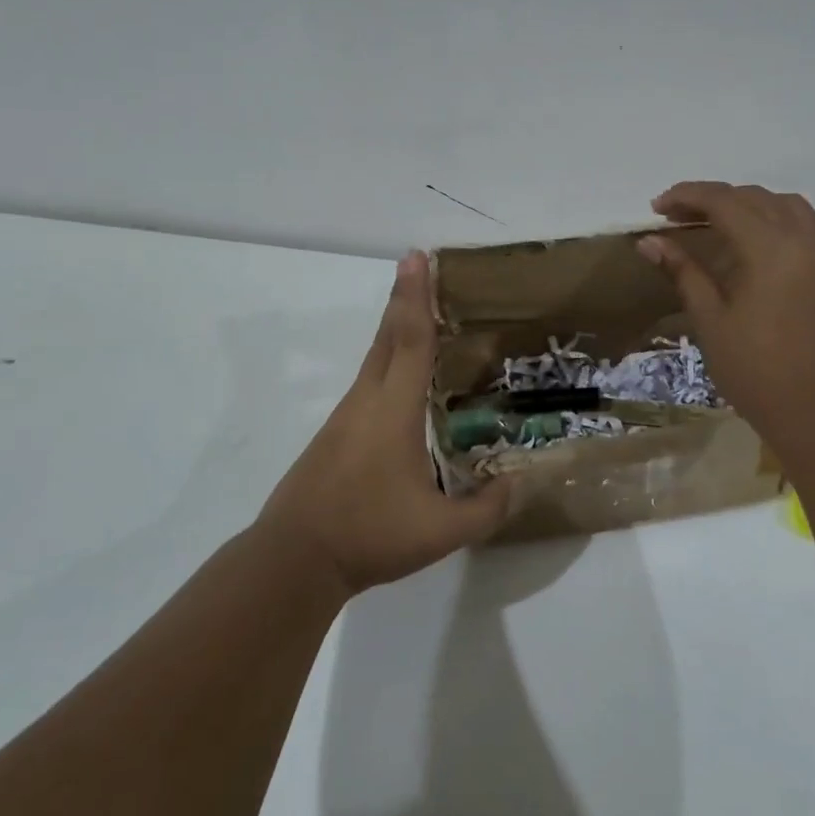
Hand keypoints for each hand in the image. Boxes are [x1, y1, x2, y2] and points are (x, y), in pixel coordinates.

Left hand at [256, 251, 509, 596]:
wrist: (294, 558)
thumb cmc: (369, 534)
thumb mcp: (441, 532)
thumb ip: (487, 509)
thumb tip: (520, 484)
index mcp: (393, 410)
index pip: (411, 341)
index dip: (416, 297)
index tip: (417, 257)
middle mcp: (367, 401)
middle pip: (388, 336)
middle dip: (404, 297)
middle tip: (419, 264)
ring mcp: (346, 416)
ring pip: (375, 357)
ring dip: (395, 326)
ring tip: (419, 311)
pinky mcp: (336, 433)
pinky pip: (369, 380)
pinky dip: (387, 358)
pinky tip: (401, 377)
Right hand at [637, 182, 814, 449]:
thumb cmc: (757, 373)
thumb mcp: (711, 322)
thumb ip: (684, 273)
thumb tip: (650, 241)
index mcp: (768, 249)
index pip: (723, 202)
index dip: (687, 196)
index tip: (658, 207)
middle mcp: (805, 242)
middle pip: (757, 199)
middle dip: (715, 199)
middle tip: (680, 218)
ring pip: (796, 209)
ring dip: (759, 204)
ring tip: (729, 220)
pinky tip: (809, 227)